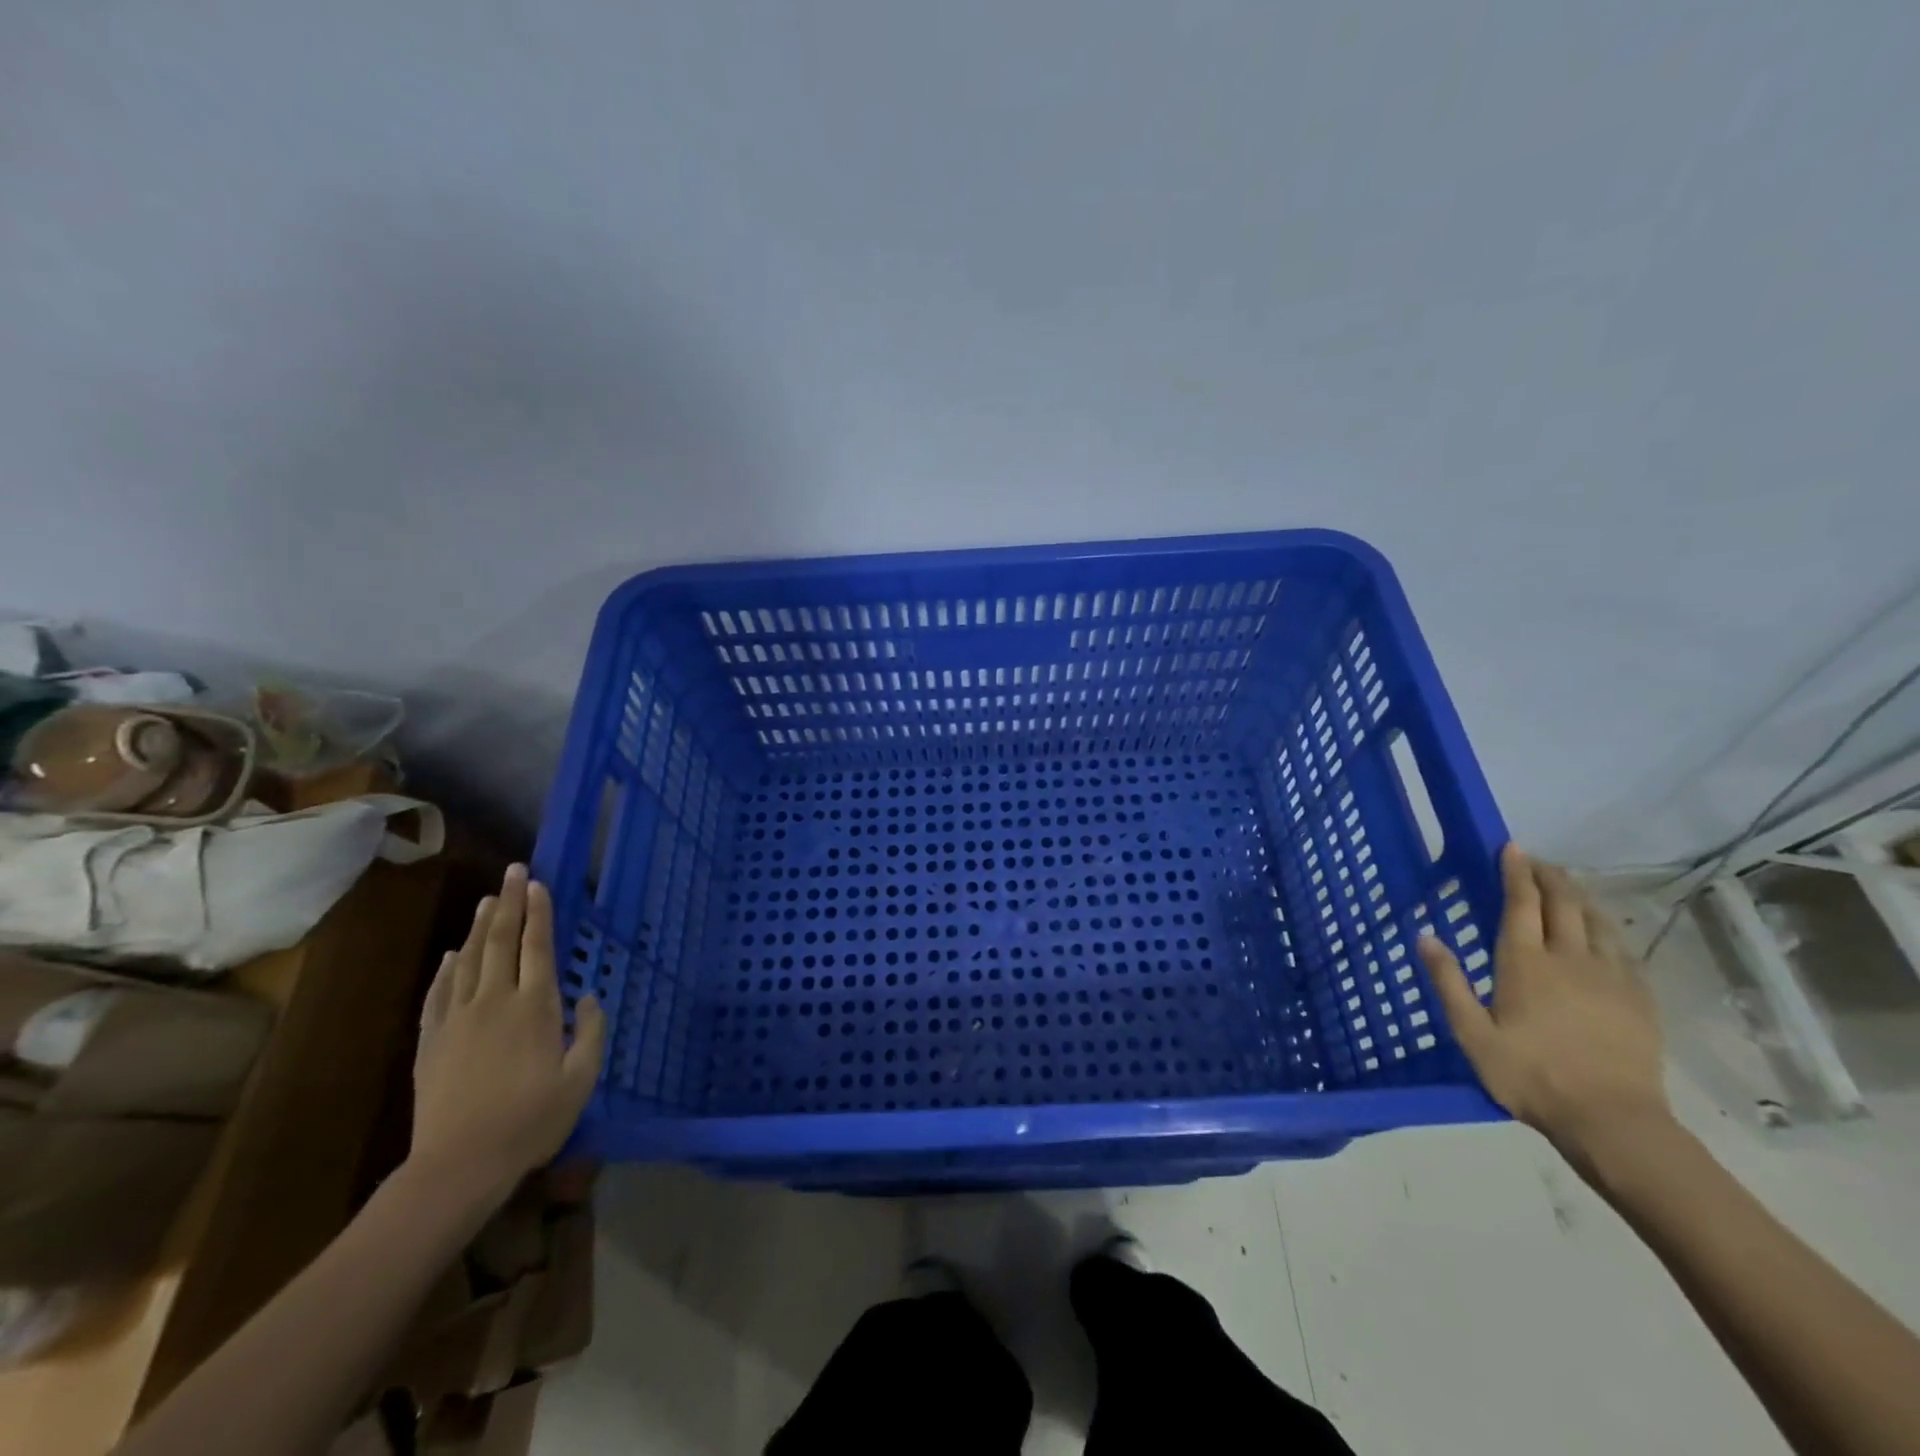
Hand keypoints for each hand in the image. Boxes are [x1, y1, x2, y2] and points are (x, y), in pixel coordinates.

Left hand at [410, 864, 606, 1209]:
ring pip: (468, 960)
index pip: (537, 947)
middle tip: (514, 871)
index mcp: (535, 1008)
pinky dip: (446, 968)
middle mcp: (495, 1001)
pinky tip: (452, 954)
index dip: (539, 913)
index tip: (539, 884)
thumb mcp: (581, 1079)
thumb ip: (590, 1032)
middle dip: (509, 903)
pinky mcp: (431, 1040)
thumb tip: (588, 996)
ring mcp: (458, 1019)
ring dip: (480, 927)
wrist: (458, 1165)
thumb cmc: (531, 1121)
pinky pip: (438, 993)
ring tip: (487, 900)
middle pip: (501, 941)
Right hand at [1418, 846, 1669, 1166]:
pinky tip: (1604, 931)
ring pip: (1597, 921)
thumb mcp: (1472, 1034)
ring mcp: (1611, 977)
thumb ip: (1448, 982)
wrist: (1614, 1120)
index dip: (1515, 873)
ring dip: (1580, 897)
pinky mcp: (1639, 998)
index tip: (1512, 847)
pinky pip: (1623, 948)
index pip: (1521, 904)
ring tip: (1568, 886)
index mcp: (1525, 964)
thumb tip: (1425, 936)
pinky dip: (1607, 928)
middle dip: (1549, 876)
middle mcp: (1569, 959)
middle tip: (1538, 860)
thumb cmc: (1531, 1076)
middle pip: (1563, 904)